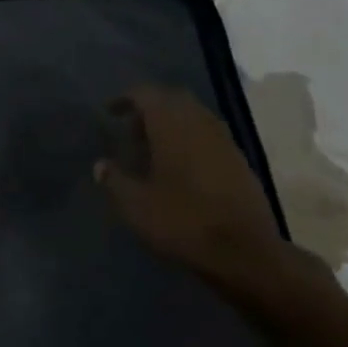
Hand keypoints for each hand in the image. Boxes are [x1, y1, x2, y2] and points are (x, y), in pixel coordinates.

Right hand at [95, 85, 332, 317]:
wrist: (246, 253)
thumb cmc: (184, 221)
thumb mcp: (137, 206)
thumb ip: (115, 180)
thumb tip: (100, 165)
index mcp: (171, 121)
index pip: (144, 93)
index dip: (125, 98)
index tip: (110, 112)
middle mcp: (198, 119)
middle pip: (171, 99)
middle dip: (150, 109)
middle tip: (132, 131)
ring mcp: (222, 138)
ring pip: (192, 116)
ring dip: (172, 124)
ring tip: (154, 151)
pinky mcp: (239, 159)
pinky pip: (207, 135)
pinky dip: (191, 140)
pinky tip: (182, 168)